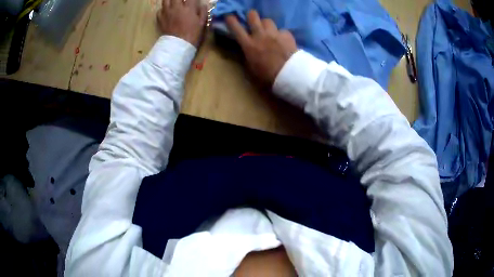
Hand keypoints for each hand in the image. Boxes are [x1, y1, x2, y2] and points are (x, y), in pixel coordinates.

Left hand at [157, 0, 207, 46]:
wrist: (178, 45)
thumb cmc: (192, 34)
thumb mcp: (202, 23)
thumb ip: (202, 11)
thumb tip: (203, 4)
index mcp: (188, 8)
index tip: (193, 1)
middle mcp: (176, 7)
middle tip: (182, 1)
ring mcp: (167, 12)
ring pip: (165, 0)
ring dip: (170, 0)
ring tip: (173, 2)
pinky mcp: (160, 19)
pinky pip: (159, 10)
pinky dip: (163, 9)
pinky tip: (167, 11)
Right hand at [226, 10, 296, 85]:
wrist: (288, 74)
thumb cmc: (267, 75)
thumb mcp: (251, 68)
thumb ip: (247, 55)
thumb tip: (246, 50)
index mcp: (249, 44)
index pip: (236, 28)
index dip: (231, 20)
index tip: (229, 17)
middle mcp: (260, 35)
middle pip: (253, 16)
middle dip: (251, 15)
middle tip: (252, 19)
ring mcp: (274, 33)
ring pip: (267, 20)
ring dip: (266, 24)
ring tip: (268, 30)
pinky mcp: (286, 35)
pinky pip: (281, 30)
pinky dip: (281, 34)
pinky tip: (283, 40)